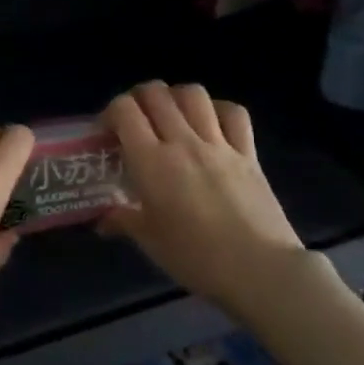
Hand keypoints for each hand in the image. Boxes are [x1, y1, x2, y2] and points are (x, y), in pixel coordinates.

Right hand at [100, 82, 329, 315]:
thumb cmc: (196, 258)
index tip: (108, 133)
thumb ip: (124, 221)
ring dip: (175, 96)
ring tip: (170, 114)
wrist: (259, 270)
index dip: (111, 112)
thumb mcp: (150, 242)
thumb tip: (103, 221)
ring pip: (193, 94)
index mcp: (152, 162)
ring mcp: (219, 144)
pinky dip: (218, 108)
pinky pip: (234, 113)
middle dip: (138, 98)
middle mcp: (183, 142)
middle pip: (156, 94)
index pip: (125, 111)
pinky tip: (211, 121)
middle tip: (135, 120)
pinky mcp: (248, 153)